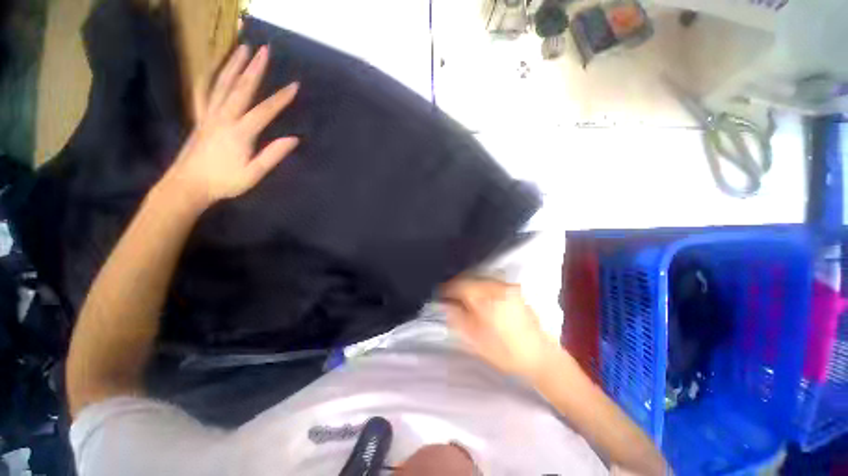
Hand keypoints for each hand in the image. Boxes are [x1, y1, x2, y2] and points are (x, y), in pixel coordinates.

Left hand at [162, 44, 299, 207]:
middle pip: (241, 88)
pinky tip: (211, 69)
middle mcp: (224, 118)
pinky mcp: (200, 118)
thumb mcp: (254, 173)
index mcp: (240, 133)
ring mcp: (209, 115)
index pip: (265, 111)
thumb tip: (294, 139)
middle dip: (254, 68)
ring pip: (221, 84)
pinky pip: (203, 93)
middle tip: (263, 49)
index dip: (281, 98)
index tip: (294, 85)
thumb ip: (273, 154)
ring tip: (242, 48)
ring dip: (233, 65)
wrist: (188, 185)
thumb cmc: (225, 182)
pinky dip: (207, 78)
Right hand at [443, 278, 560, 379]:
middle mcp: (497, 287)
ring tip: (463, 296)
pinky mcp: (514, 289)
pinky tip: (479, 296)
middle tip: (450, 296)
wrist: (539, 356)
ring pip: (480, 277)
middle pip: (470, 278)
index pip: (460, 285)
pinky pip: (491, 281)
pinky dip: (480, 285)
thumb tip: (445, 304)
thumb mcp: (475, 339)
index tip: (441, 295)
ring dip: (469, 284)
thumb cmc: (505, 352)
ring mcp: (507, 287)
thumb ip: (457, 318)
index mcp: (486, 300)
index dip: (447, 289)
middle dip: (457, 285)